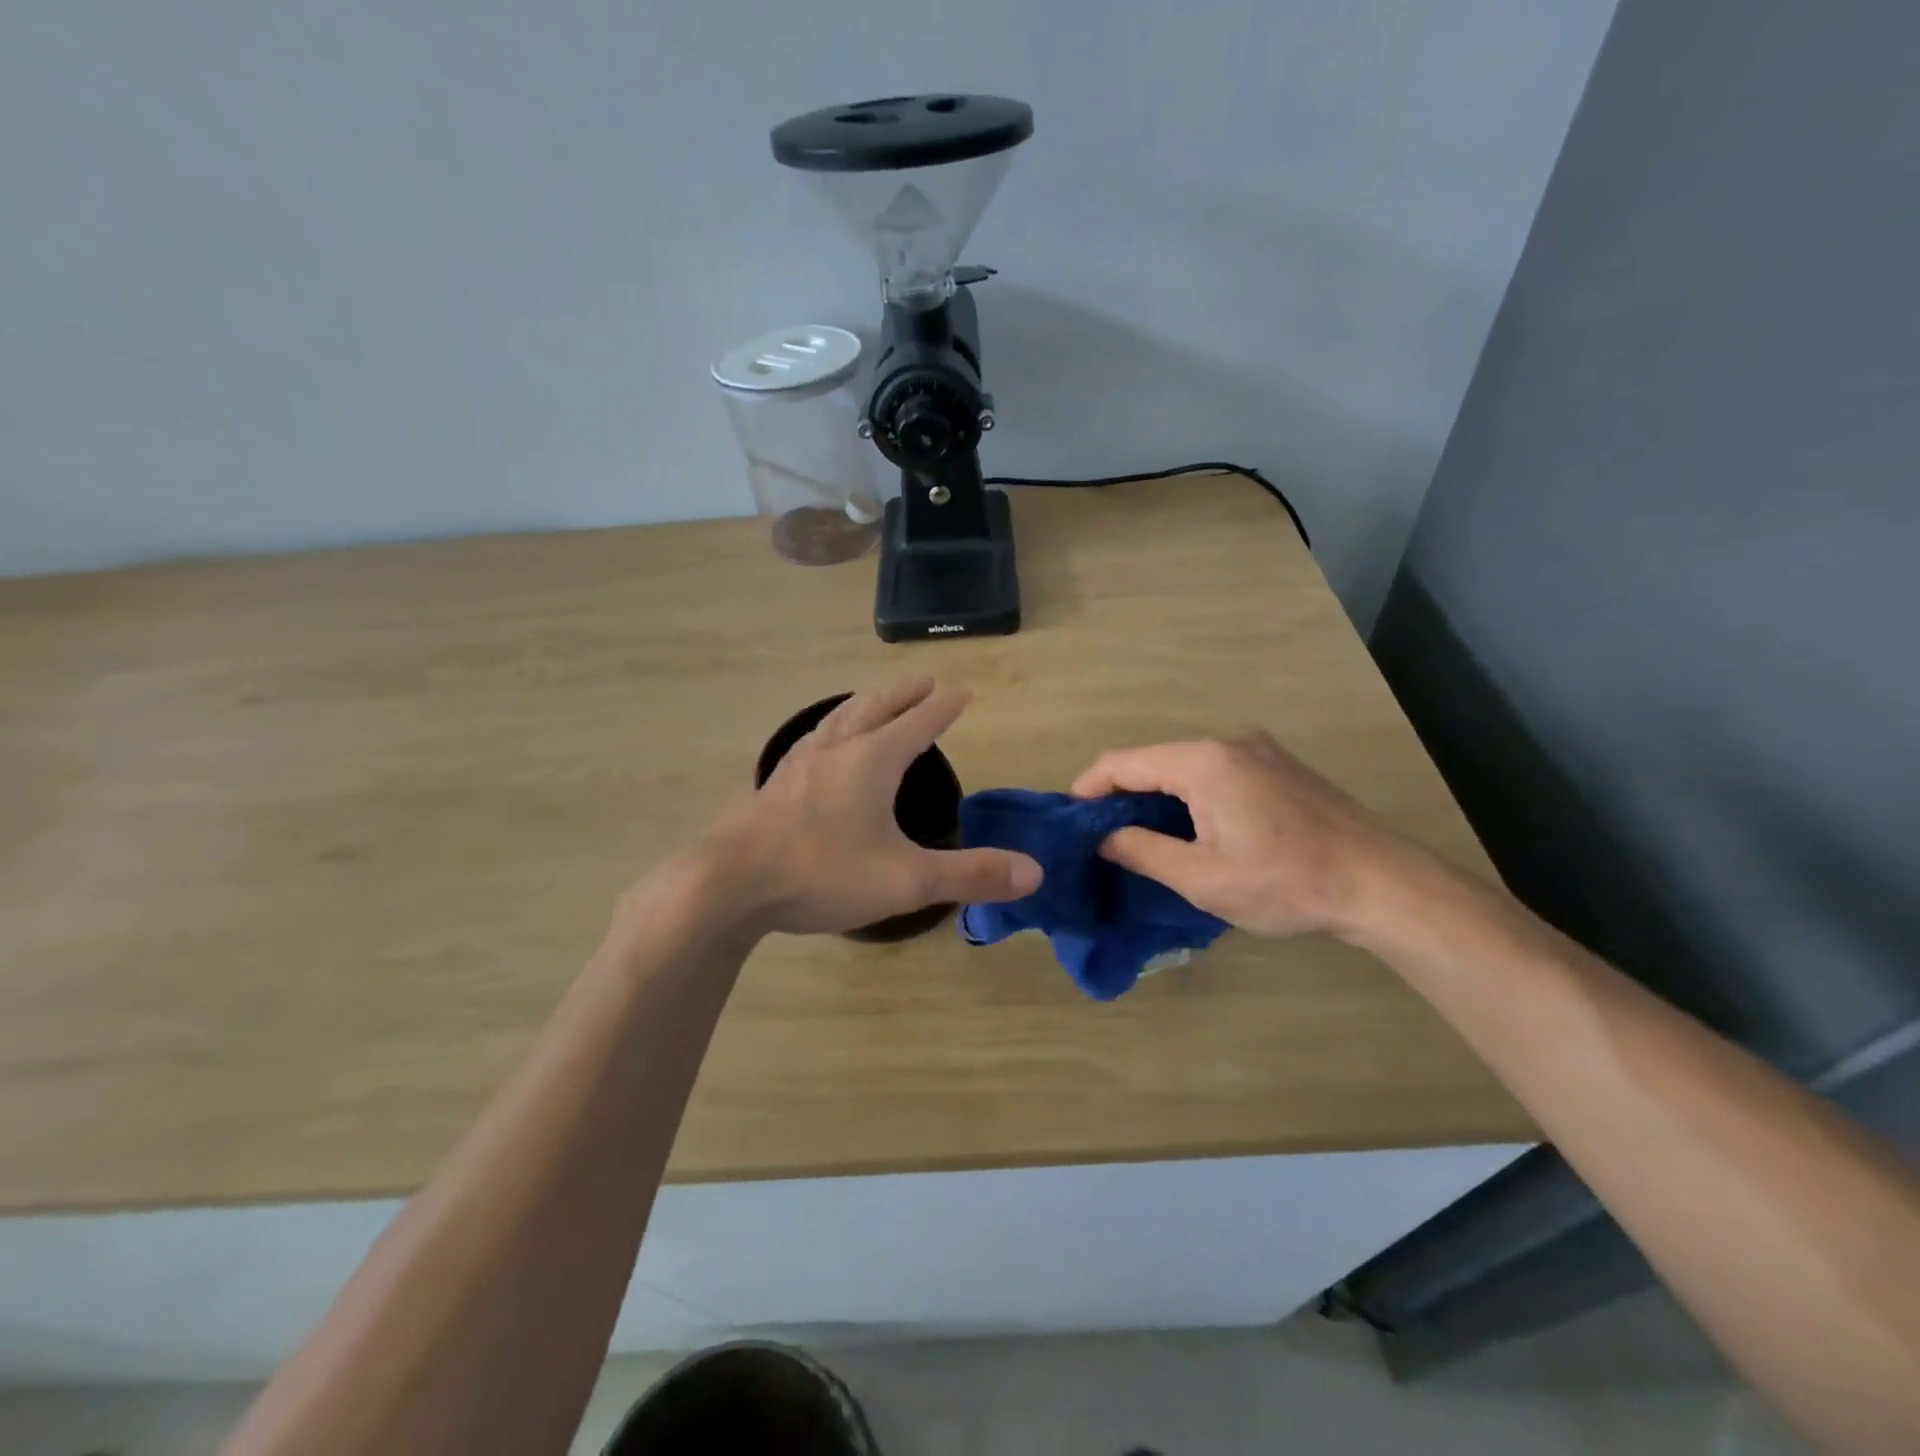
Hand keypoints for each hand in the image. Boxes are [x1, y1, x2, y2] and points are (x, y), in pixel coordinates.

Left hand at [687, 679, 1041, 936]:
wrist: (727, 884)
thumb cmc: (821, 873)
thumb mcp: (906, 880)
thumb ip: (970, 874)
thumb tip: (1034, 872)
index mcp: (872, 759)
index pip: (919, 722)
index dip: (944, 706)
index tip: (961, 690)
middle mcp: (837, 748)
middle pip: (877, 706)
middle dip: (906, 693)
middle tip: (925, 681)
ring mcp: (801, 763)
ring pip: (841, 717)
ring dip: (867, 703)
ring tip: (878, 700)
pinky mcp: (776, 783)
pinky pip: (815, 738)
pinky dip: (835, 727)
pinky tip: (825, 745)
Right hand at [1071, 733, 1406, 937]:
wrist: (1383, 884)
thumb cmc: (1286, 883)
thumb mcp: (1203, 879)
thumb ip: (1143, 851)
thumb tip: (1103, 837)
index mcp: (1203, 763)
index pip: (1123, 761)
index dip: (1088, 787)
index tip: (1070, 820)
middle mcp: (1227, 743)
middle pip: (1153, 760)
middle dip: (1121, 794)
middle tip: (1103, 836)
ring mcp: (1259, 751)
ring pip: (1185, 766)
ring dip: (1157, 796)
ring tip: (1143, 837)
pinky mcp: (1279, 767)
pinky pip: (1216, 772)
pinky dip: (1190, 795)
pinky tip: (1194, 829)